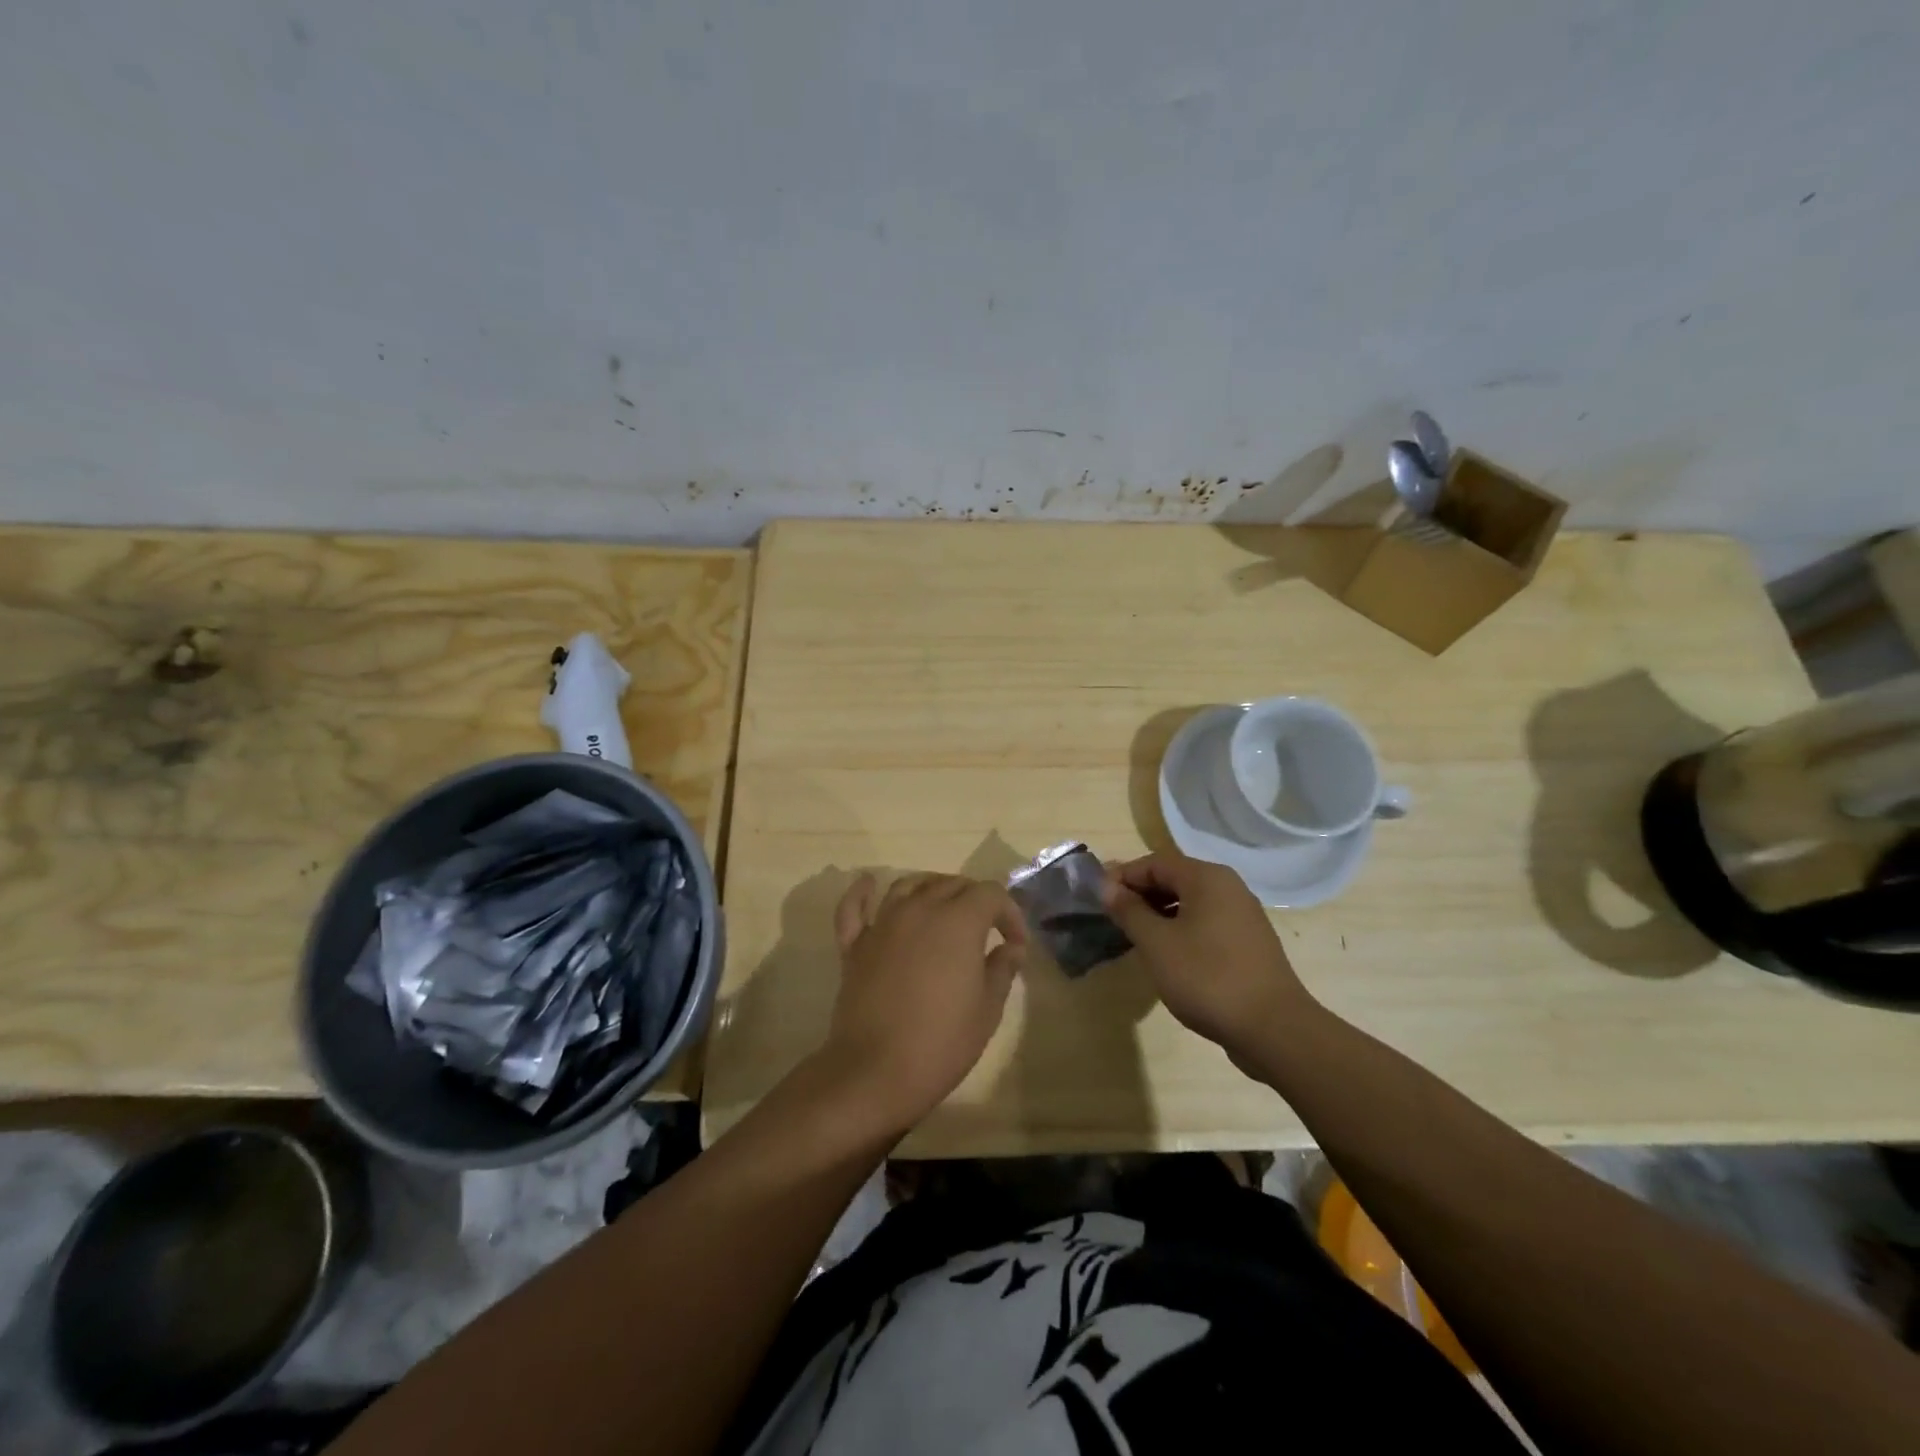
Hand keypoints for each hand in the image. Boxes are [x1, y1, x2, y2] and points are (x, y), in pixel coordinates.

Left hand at [816, 872, 1027, 1138]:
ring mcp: (883, 924)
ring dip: (931, 888)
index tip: (1015, 943)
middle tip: (987, 929)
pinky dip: (862, 892)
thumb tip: (1010, 947)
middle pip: (951, 884)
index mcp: (958, 921)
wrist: (875, 1071)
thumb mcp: (987, 1010)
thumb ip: (1001, 969)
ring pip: (908, 885)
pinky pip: (854, 907)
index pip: (990, 894)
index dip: (1009, 913)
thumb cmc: (941, 1042)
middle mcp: (919, 909)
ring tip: (943, 907)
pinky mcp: (854, 944)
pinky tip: (869, 883)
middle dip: (975, 899)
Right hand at [1102, 850, 1314, 1062]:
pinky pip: (1206, 922)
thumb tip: (1107, 887)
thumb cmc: (1207, 977)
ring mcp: (1243, 915)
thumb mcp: (1157, 943)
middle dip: (1140, 894)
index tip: (1097, 898)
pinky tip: (1167, 954)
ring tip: (1135, 937)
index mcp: (1207, 878)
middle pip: (1174, 878)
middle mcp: (1228, 887)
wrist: (1274, 1029)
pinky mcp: (1249, 942)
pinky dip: (1181, 929)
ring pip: (1190, 902)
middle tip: (1113, 917)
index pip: (1154, 862)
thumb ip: (1129, 911)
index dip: (1122, 876)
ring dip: (1159, 913)